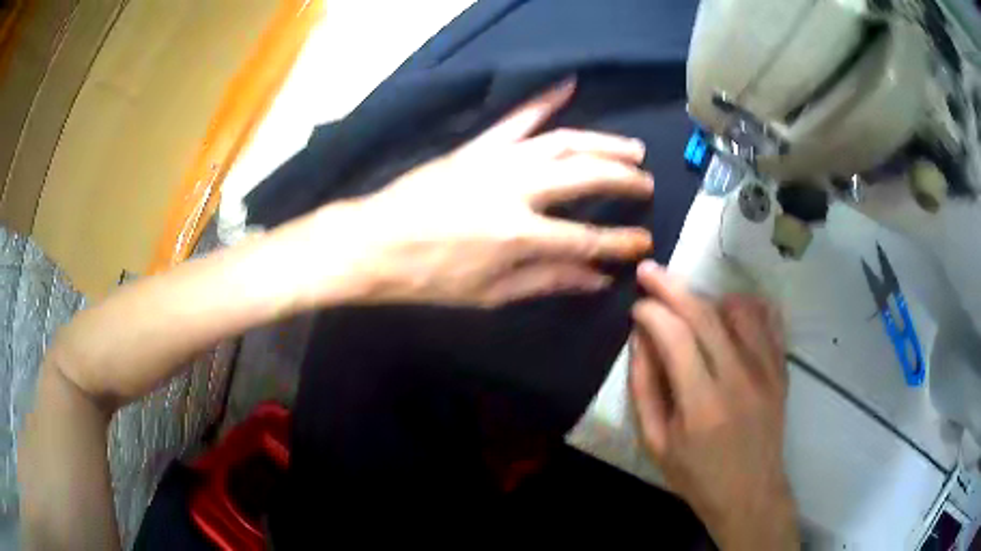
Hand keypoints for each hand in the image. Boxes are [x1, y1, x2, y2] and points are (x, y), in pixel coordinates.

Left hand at [299, 78, 652, 307]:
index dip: (622, 242)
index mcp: (518, 236)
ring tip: (631, 149)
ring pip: (563, 141)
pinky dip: (544, 100)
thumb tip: (597, 279)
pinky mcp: (477, 146)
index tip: (645, 241)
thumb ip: (547, 282)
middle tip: (646, 183)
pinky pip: (517, 118)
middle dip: (624, 179)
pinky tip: (568, 84)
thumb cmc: (429, 277)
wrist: (374, 243)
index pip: (588, 238)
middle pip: (585, 175)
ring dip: (602, 142)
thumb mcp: (490, 293)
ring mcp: (496, 160)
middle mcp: (515, 190)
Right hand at [629, 261, 798, 549]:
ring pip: (738, 307)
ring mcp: (766, 370)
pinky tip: (729, 312)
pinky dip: (745, 305)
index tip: (636, 306)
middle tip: (649, 272)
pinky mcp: (781, 369)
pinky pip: (767, 319)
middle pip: (704, 312)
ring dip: (708, 296)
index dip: (651, 311)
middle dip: (671, 286)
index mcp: (702, 403)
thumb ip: (645, 388)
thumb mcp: (656, 443)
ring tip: (691, 306)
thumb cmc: (696, 475)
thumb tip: (639, 338)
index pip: (674, 335)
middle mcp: (738, 377)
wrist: (750, 493)